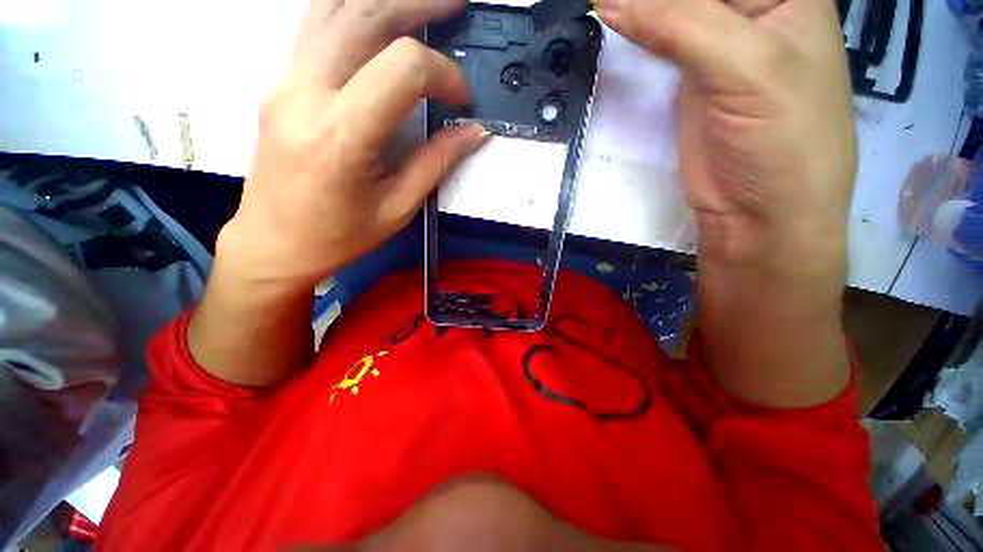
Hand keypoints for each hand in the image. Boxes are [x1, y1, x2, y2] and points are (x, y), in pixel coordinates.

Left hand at [189, 0, 485, 385]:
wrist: (274, 242)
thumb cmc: (338, 237)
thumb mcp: (397, 208)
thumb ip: (436, 163)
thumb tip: (472, 133)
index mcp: (342, 136)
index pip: (401, 70)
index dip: (442, 75)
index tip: (461, 100)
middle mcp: (306, 95)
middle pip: (363, 15)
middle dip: (416, 3)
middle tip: (454, 4)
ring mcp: (285, 83)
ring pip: (333, 8)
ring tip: (421, 2)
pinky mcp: (281, 85)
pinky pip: (316, 26)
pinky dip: (352, 10)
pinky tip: (377, 16)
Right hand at [595, 0, 854, 276]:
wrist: (757, 212)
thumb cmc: (782, 140)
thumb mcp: (746, 67)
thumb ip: (681, 24)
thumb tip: (607, 0)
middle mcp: (753, 7)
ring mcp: (717, 41)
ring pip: (672, 5)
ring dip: (639, 4)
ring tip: (603, 3)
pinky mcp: (688, 76)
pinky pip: (657, 38)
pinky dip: (633, 28)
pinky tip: (609, 16)